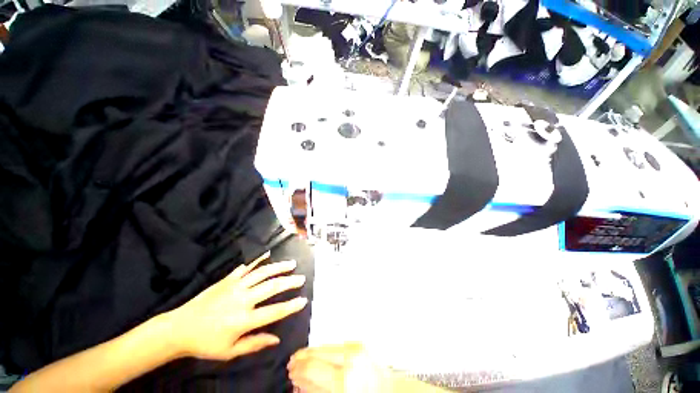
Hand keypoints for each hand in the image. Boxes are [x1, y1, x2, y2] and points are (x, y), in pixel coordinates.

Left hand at [164, 252, 307, 360]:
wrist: (178, 328)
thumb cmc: (205, 343)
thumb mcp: (229, 352)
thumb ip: (254, 344)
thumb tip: (276, 339)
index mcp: (243, 320)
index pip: (274, 311)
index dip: (291, 306)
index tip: (303, 300)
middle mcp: (242, 299)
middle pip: (271, 287)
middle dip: (289, 282)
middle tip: (301, 278)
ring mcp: (234, 286)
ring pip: (262, 273)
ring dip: (279, 267)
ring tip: (291, 264)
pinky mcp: (227, 280)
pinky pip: (246, 268)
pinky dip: (258, 261)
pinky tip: (267, 255)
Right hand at [287, 343, 385, 392]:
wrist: (391, 391)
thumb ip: (317, 390)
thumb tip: (300, 382)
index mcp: (343, 380)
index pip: (311, 368)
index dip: (297, 370)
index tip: (290, 372)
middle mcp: (349, 359)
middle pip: (317, 353)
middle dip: (302, 358)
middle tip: (293, 363)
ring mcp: (355, 348)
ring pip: (325, 346)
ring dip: (312, 352)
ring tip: (302, 358)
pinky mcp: (360, 343)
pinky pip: (336, 344)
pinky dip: (325, 349)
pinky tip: (320, 354)